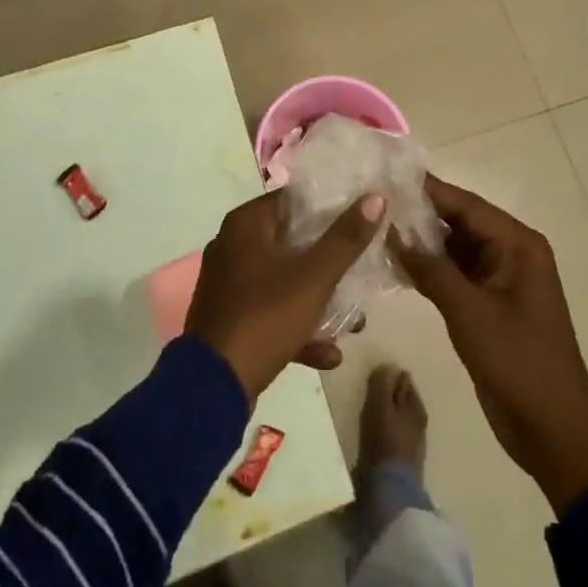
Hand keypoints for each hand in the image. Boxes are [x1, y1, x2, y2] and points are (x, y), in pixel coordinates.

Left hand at [186, 189, 386, 402]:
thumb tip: (375, 198)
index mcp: (246, 224)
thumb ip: (345, 238)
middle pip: (291, 240)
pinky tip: (330, 354)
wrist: (212, 388)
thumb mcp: (314, 277)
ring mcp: (229, 285)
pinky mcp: (230, 319)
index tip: (361, 215)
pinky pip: (271, 311)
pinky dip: (297, 327)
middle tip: (362, 263)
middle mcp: (232, 245)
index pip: (293, 199)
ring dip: (317, 298)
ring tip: (354, 319)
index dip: (329, 205)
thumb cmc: (265, 317)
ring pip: (283, 280)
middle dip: (329, 258)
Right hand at [391, 175, 587, 515]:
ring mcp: (500, 279)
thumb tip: (392, 232)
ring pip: (455, 248)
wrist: (555, 432)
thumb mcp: (470, 313)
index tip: (388, 176)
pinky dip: (430, 269)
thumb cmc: (518, 363)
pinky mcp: (489, 303)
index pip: (466, 205)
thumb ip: (431, 269)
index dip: (428, 190)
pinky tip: (396, 265)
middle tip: (375, 204)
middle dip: (420, 215)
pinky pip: (456, 274)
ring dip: (422, 243)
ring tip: (377, 228)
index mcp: (518, 244)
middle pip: (460, 222)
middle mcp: (511, 252)